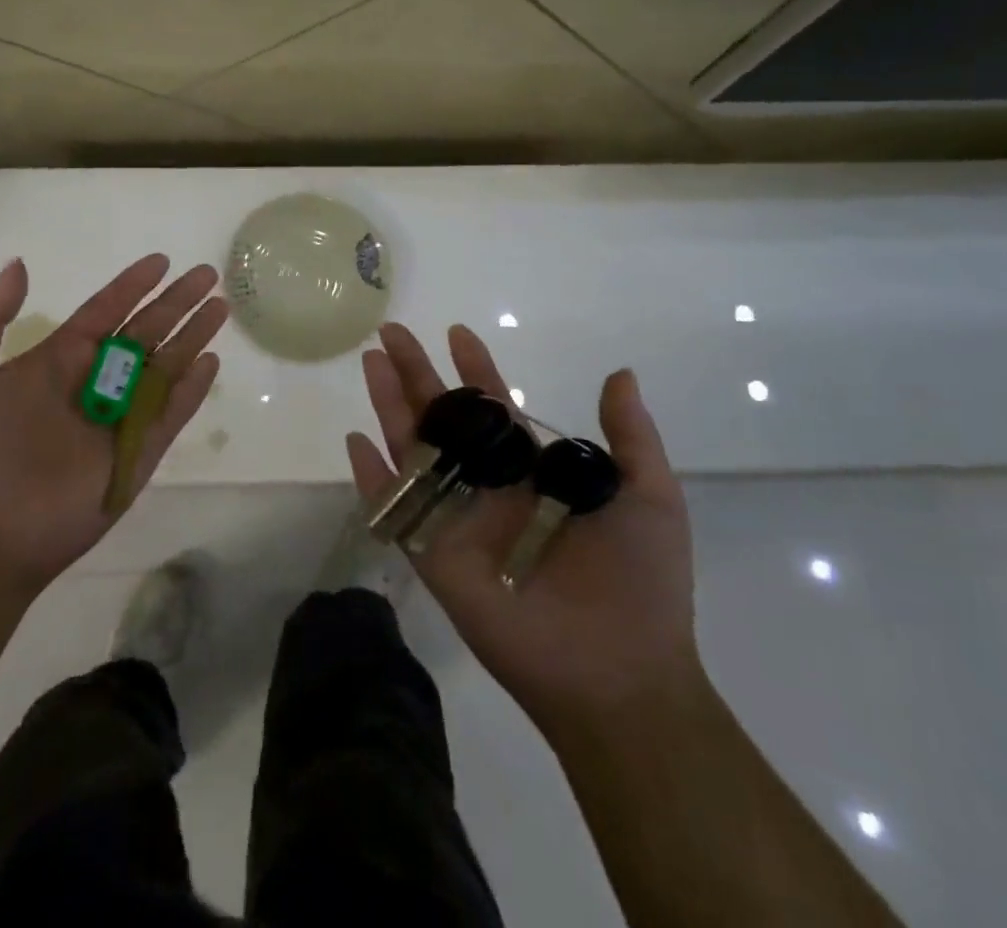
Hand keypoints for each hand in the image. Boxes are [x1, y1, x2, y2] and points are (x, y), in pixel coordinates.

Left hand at [0, 254, 226, 592]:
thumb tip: (21, 264)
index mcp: (57, 361)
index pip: (104, 312)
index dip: (131, 286)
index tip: (161, 261)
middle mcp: (94, 382)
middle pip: (146, 331)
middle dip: (176, 302)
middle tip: (208, 274)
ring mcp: (120, 417)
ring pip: (166, 365)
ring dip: (193, 335)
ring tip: (221, 307)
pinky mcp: (138, 452)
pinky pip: (172, 412)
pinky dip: (193, 388)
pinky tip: (211, 362)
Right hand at [345, 323, 699, 724]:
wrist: (621, 674)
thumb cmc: (641, 583)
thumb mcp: (650, 495)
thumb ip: (631, 434)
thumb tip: (621, 373)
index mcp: (532, 472)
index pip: (495, 408)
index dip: (476, 369)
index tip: (458, 332)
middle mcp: (489, 487)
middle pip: (443, 418)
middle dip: (417, 374)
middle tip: (391, 332)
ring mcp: (457, 519)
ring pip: (414, 449)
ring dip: (389, 405)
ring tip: (371, 363)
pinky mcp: (434, 555)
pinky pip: (395, 509)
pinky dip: (372, 477)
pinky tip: (356, 441)